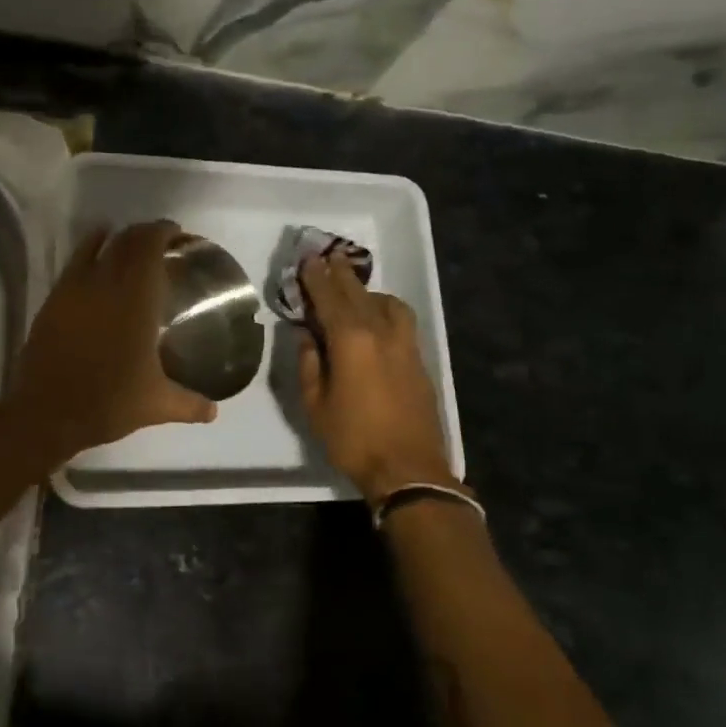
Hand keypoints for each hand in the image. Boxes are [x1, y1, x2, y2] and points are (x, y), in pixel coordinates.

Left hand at [6, 220, 217, 459]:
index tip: (179, 234)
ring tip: (132, 244)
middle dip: (146, 233)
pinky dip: (89, 247)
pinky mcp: (55, 299)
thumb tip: (214, 412)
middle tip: (162, 241)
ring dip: (119, 238)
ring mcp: (76, 289)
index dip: (164, 232)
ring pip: (99, 245)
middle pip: (127, 240)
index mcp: (137, 301)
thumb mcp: (156, 405)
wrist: (48, 413)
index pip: (150, 247)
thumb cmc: (108, 403)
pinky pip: (75, 261)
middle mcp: (107, 284)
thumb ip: (190, 404)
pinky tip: (97, 251)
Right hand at [297, 253, 452, 500]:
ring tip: (353, 291)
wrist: (409, 469)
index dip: (316, 277)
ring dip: (366, 291)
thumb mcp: (315, 405)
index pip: (329, 297)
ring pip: (386, 303)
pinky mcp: (418, 359)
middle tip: (328, 256)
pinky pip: (400, 320)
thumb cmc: (353, 439)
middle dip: (340, 274)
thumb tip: (306, 335)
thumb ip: (309, 363)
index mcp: (350, 340)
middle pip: (358, 293)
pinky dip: (385, 308)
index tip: (307, 259)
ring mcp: (405, 344)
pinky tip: (378, 318)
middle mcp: (380, 332)